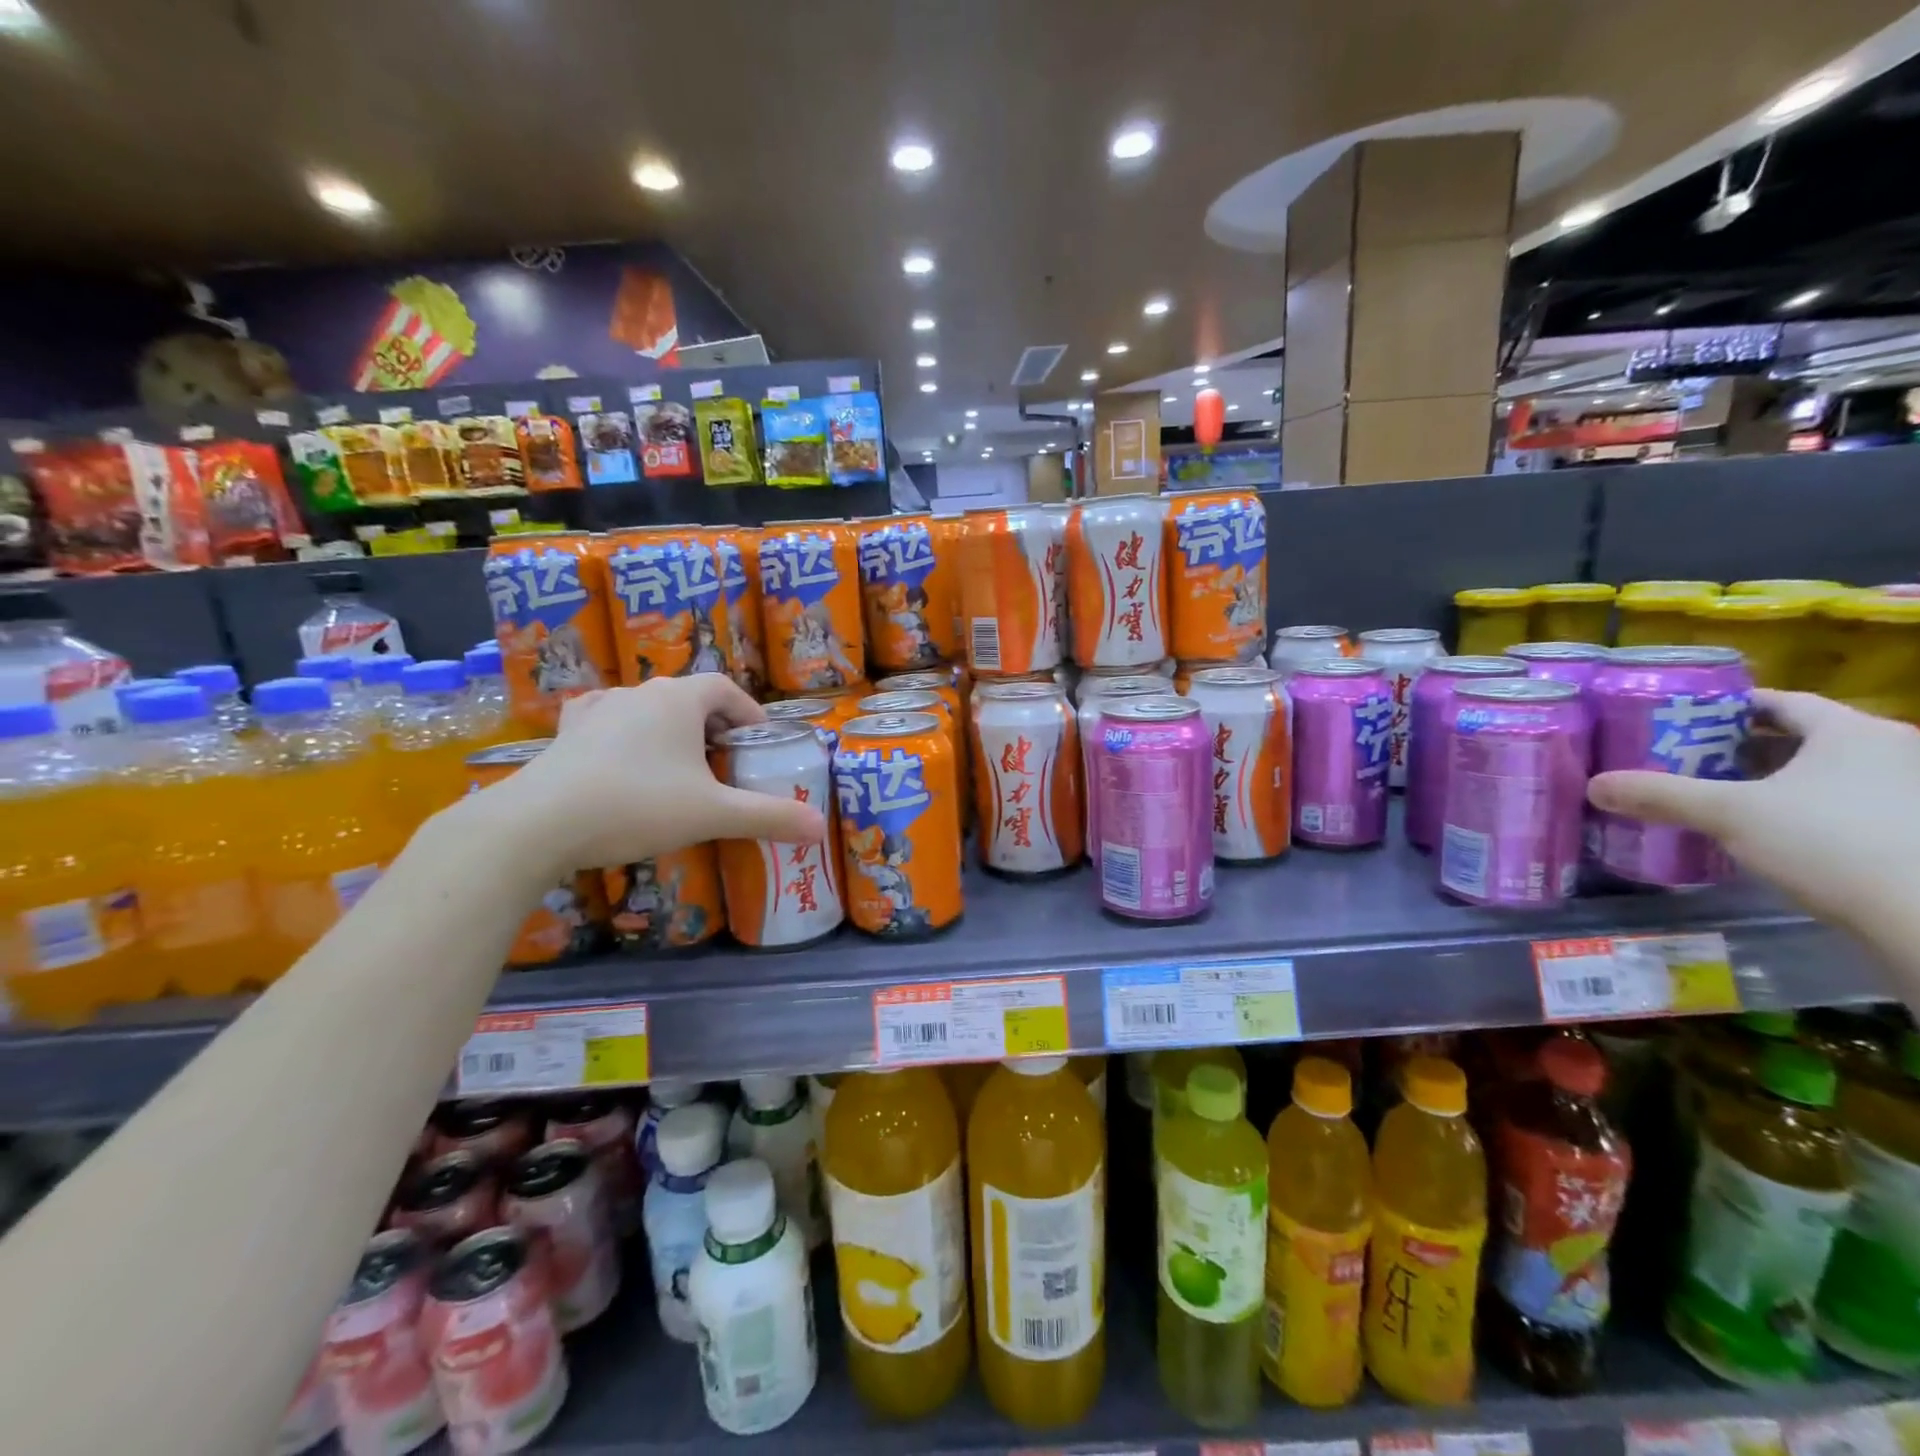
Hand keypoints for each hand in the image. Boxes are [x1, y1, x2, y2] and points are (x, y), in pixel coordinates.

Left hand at [478, 676, 827, 874]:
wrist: (538, 823)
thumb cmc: (638, 805)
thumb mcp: (712, 814)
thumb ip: (769, 817)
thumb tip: (820, 828)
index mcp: (678, 699)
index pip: (725, 689)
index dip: (748, 712)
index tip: (759, 742)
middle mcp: (639, 692)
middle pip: (688, 696)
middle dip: (713, 724)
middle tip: (725, 761)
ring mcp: (597, 709)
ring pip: (647, 708)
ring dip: (670, 729)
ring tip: (679, 763)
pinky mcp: (566, 732)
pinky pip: (606, 720)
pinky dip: (624, 733)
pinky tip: (622, 755)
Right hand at [1587, 690, 1919, 936]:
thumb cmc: (1831, 841)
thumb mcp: (1729, 814)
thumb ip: (1660, 795)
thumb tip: (1594, 785)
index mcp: (1853, 732)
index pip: (1783, 702)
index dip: (1732, 706)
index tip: (1688, 717)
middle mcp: (1896, 752)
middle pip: (1806, 738)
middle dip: (1748, 747)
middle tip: (1693, 759)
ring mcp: (1913, 794)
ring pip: (1830, 774)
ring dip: (1779, 782)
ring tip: (1723, 798)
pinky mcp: (1912, 833)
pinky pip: (1851, 806)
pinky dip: (1808, 811)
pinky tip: (1773, 834)